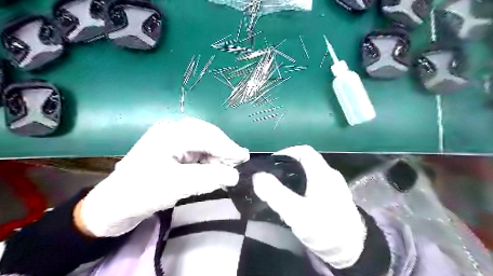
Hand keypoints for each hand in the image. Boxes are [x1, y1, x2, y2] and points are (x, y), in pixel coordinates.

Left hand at [80, 116, 250, 236]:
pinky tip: (213, 169)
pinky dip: (208, 160)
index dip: (227, 146)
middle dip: (223, 150)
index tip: (244, 158)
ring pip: (204, 143)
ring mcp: (172, 140)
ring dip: (216, 155)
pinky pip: (197, 152)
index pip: (206, 135)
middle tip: (237, 163)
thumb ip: (208, 178)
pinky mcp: (173, 151)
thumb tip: (234, 175)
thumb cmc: (141, 192)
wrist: (113, 205)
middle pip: (207, 136)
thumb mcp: (176, 185)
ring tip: (226, 169)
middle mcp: (172, 132)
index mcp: (170, 134)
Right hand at [252, 147, 362, 269]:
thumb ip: (276, 194)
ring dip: (293, 178)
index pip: (303, 151)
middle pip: (305, 163)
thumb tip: (257, 176)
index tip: (271, 164)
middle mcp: (330, 176)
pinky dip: (302, 188)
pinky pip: (314, 186)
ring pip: (309, 175)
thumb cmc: (325, 229)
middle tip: (271, 179)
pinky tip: (295, 201)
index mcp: (322, 173)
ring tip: (280, 190)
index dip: (286, 152)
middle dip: (287, 167)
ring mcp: (334, 187)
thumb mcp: (297, 213)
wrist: (353, 252)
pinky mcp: (334, 199)